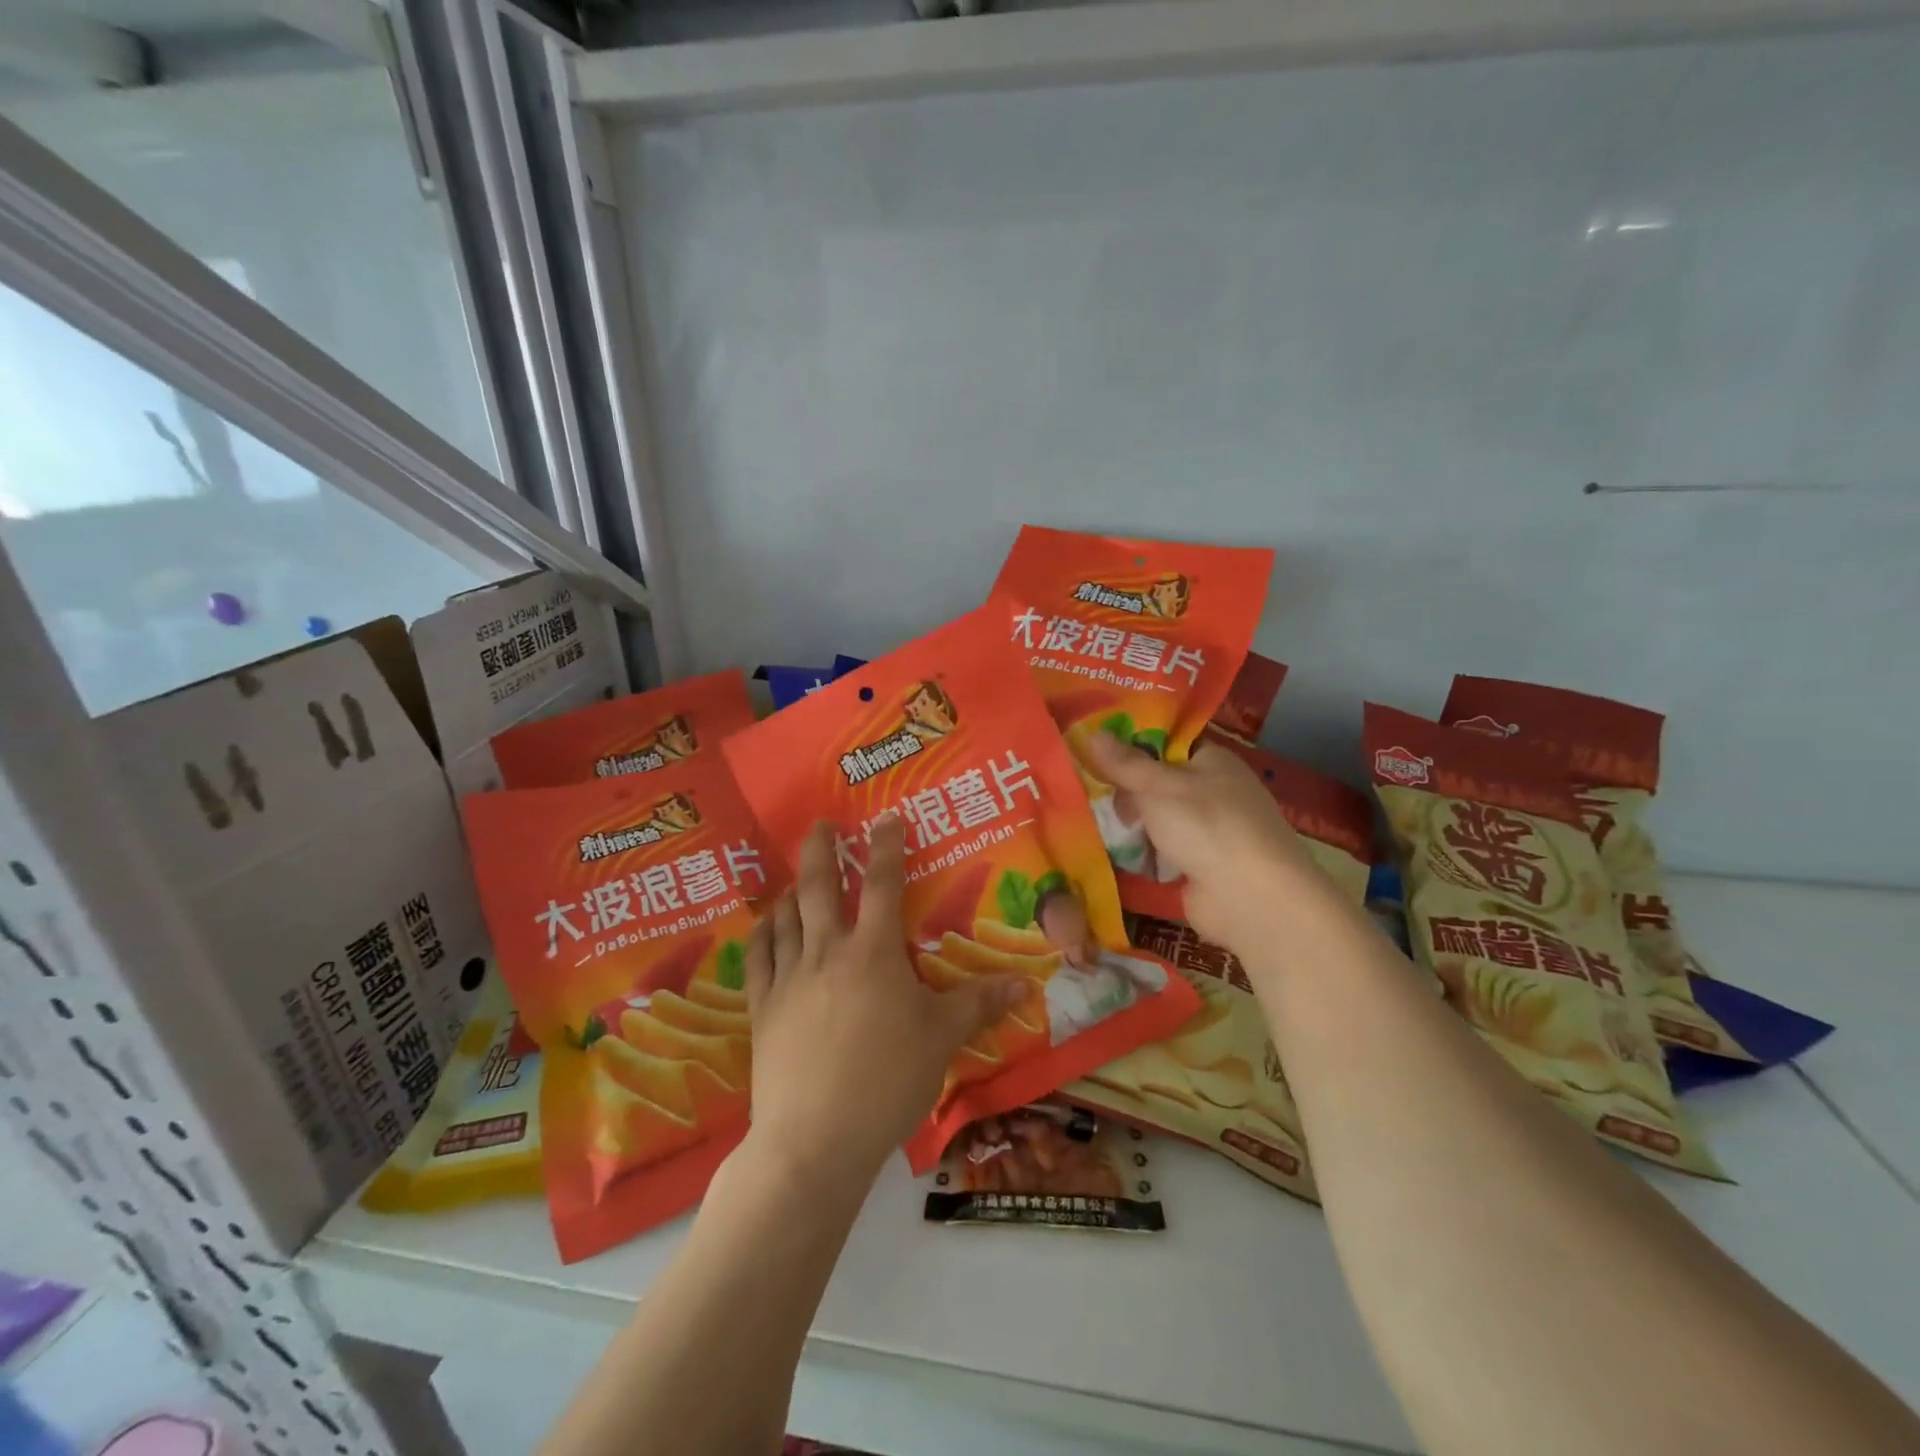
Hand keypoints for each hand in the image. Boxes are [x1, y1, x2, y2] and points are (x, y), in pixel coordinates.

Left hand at [740, 814, 1026, 1190]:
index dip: (885, 847)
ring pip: (786, 918)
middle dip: (822, 850)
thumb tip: (1027, 983)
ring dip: (792, 890)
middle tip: (822, 825)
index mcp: (873, 952)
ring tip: (796, 877)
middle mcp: (827, 952)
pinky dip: (761, 934)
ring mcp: (789, 979)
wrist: (815, 1138)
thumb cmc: (888, 1080)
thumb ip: (980, 1004)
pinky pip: (758, 959)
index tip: (884, 818)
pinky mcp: (763, 1008)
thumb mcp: (942, 1038)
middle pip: (819, 887)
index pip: (881, 884)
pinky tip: (764, 925)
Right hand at [1085, 731, 1326, 951]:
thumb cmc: (1207, 825)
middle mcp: (1214, 792)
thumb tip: (1091, 733)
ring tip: (1088, 821)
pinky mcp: (1200, 867)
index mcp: (1213, 761)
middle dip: (1126, 789)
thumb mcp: (1158, 786)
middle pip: (1159, 782)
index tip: (1092, 747)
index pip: (1167, 742)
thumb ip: (1124, 763)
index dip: (1132, 743)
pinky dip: (1141, 853)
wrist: (1251, 898)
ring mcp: (1209, 832)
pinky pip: (1161, 852)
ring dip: (1130, 824)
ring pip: (1158, 819)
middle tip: (1087, 791)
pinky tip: (1108, 853)